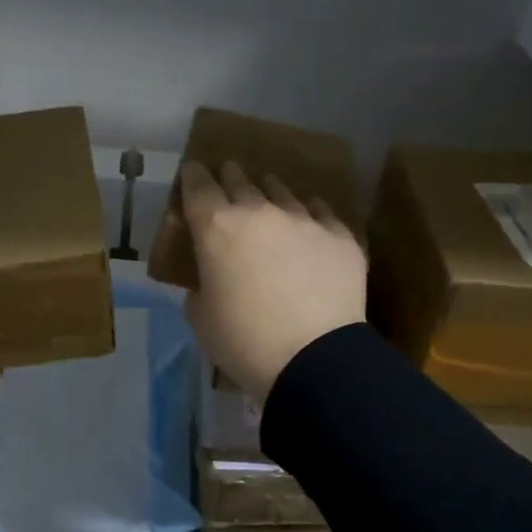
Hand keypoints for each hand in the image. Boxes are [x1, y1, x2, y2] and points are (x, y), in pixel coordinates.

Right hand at [179, 160, 366, 404]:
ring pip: (282, 192)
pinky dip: (311, 213)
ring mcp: (304, 221)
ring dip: (270, 191)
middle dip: (230, 176)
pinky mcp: (340, 237)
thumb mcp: (201, 318)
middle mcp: (259, 212)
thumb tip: (209, 280)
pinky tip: (311, 217)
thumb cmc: (243, 341)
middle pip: (240, 181)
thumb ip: (200, 287)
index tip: (192, 172)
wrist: (314, 359)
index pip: (197, 186)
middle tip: (228, 175)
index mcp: (216, 228)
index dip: (192, 176)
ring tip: (268, 191)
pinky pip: (322, 212)